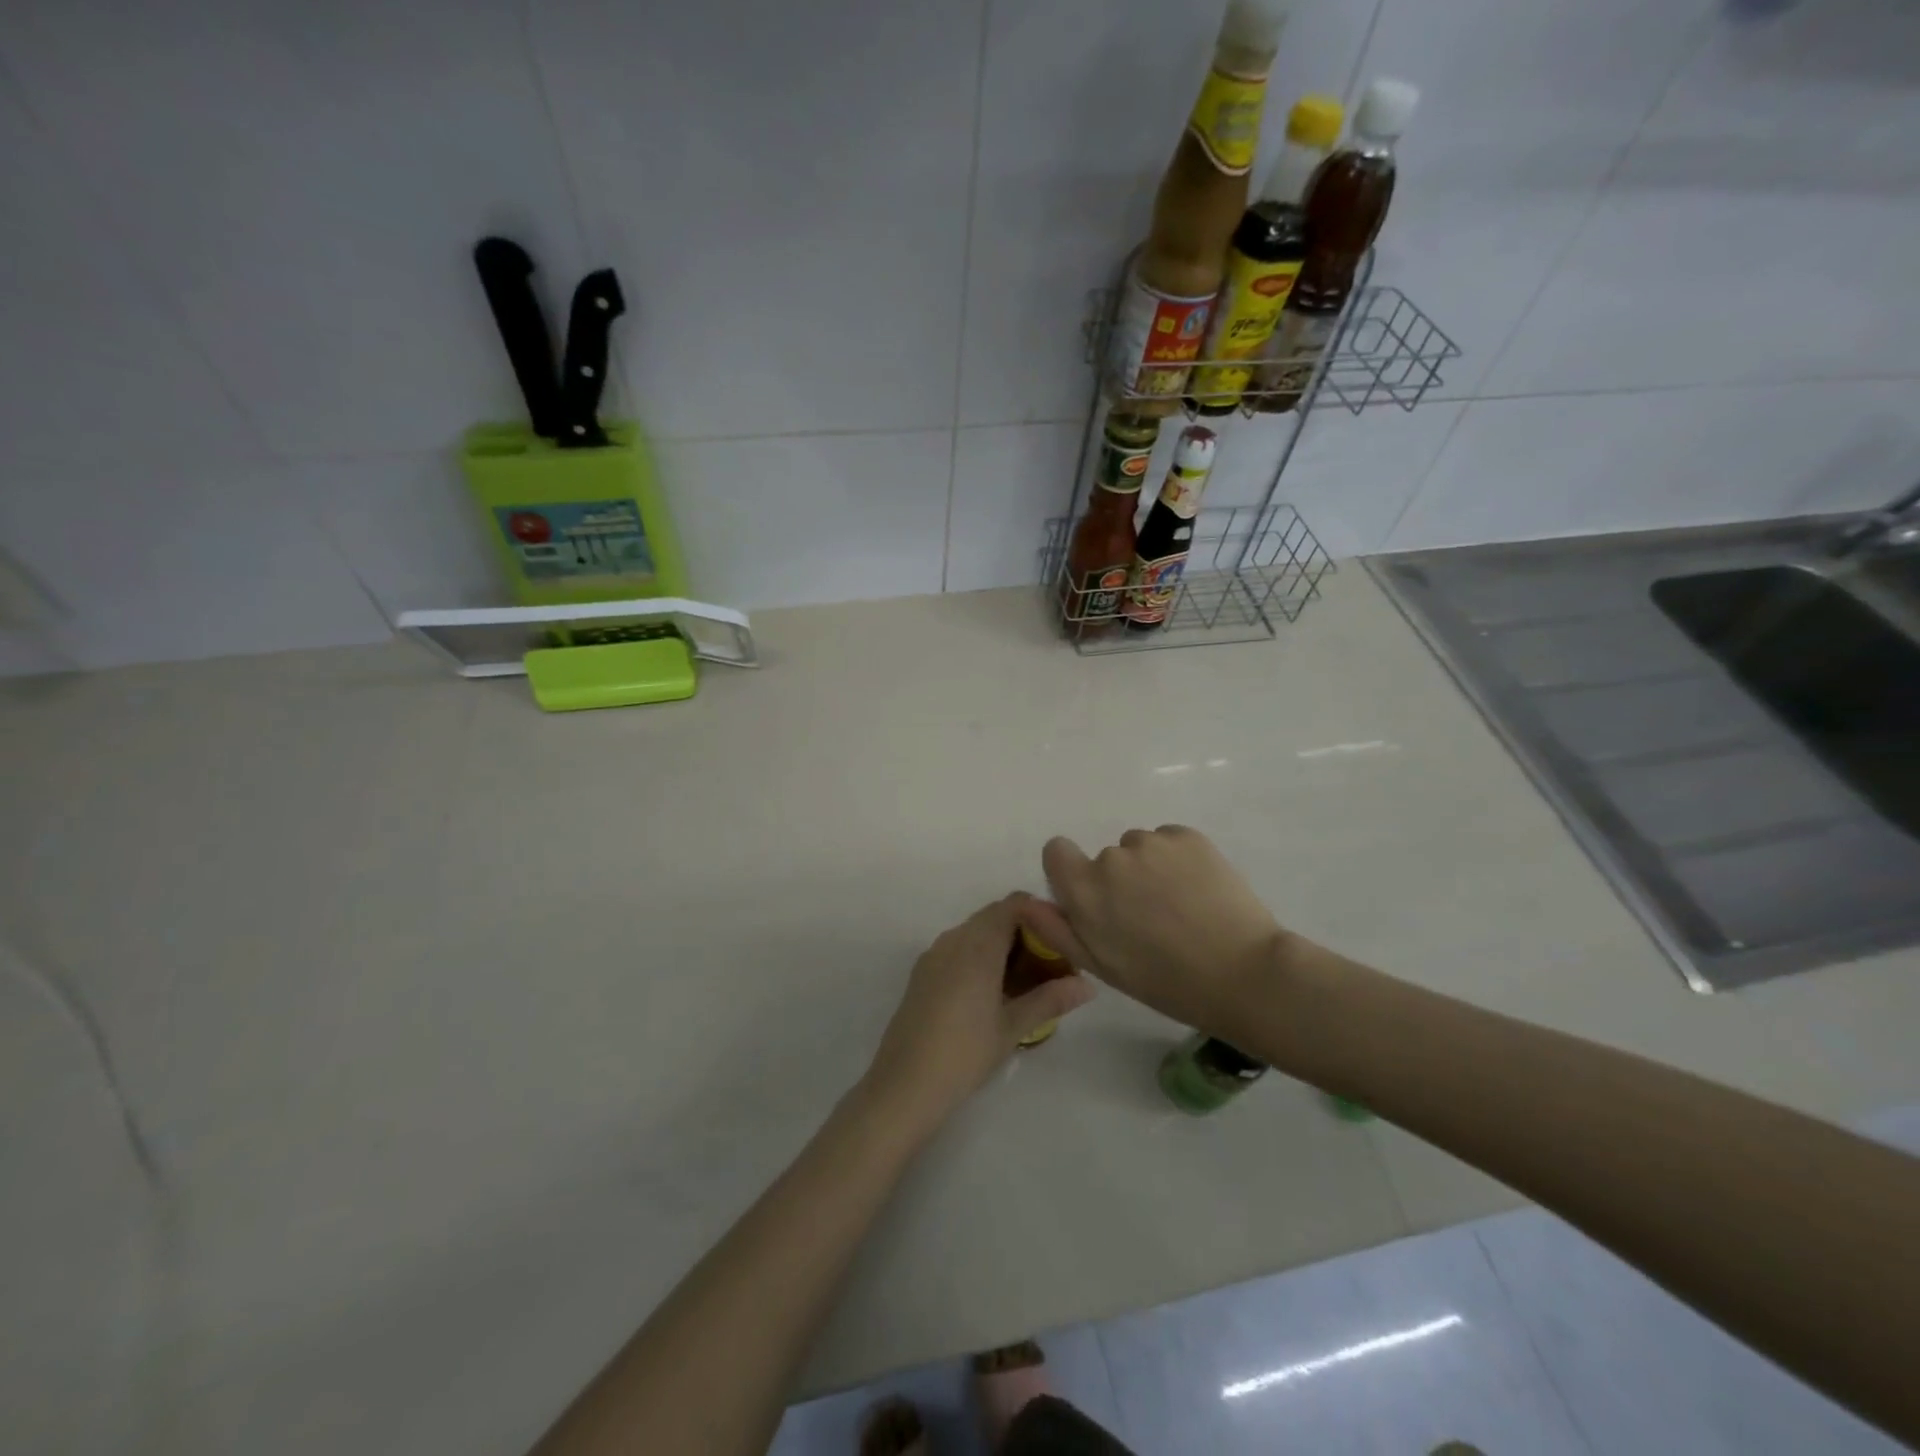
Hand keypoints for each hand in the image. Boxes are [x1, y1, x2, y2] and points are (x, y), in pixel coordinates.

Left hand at [861, 895, 1094, 1136]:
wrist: (904, 1084)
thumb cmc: (964, 1052)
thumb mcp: (1013, 1027)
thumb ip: (1050, 1000)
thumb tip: (1088, 985)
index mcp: (977, 945)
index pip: (1012, 905)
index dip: (1039, 914)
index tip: (1060, 939)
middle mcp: (953, 939)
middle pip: (994, 917)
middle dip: (1024, 933)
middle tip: (1050, 965)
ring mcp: (933, 955)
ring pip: (974, 933)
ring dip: (1001, 946)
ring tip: (1025, 982)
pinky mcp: (922, 973)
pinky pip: (957, 950)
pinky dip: (979, 958)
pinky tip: (993, 993)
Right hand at [1025, 826, 1288, 1033]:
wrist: (1242, 972)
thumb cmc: (1165, 981)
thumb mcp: (1102, 966)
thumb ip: (1057, 929)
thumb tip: (1026, 902)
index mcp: (1084, 889)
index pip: (1057, 851)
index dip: (1071, 871)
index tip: (1098, 898)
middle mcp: (1112, 857)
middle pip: (1105, 858)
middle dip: (1120, 881)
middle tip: (1151, 919)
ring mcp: (1152, 842)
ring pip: (1140, 848)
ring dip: (1150, 869)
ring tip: (1181, 907)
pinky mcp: (1188, 836)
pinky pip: (1170, 841)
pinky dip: (1178, 860)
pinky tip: (1200, 892)